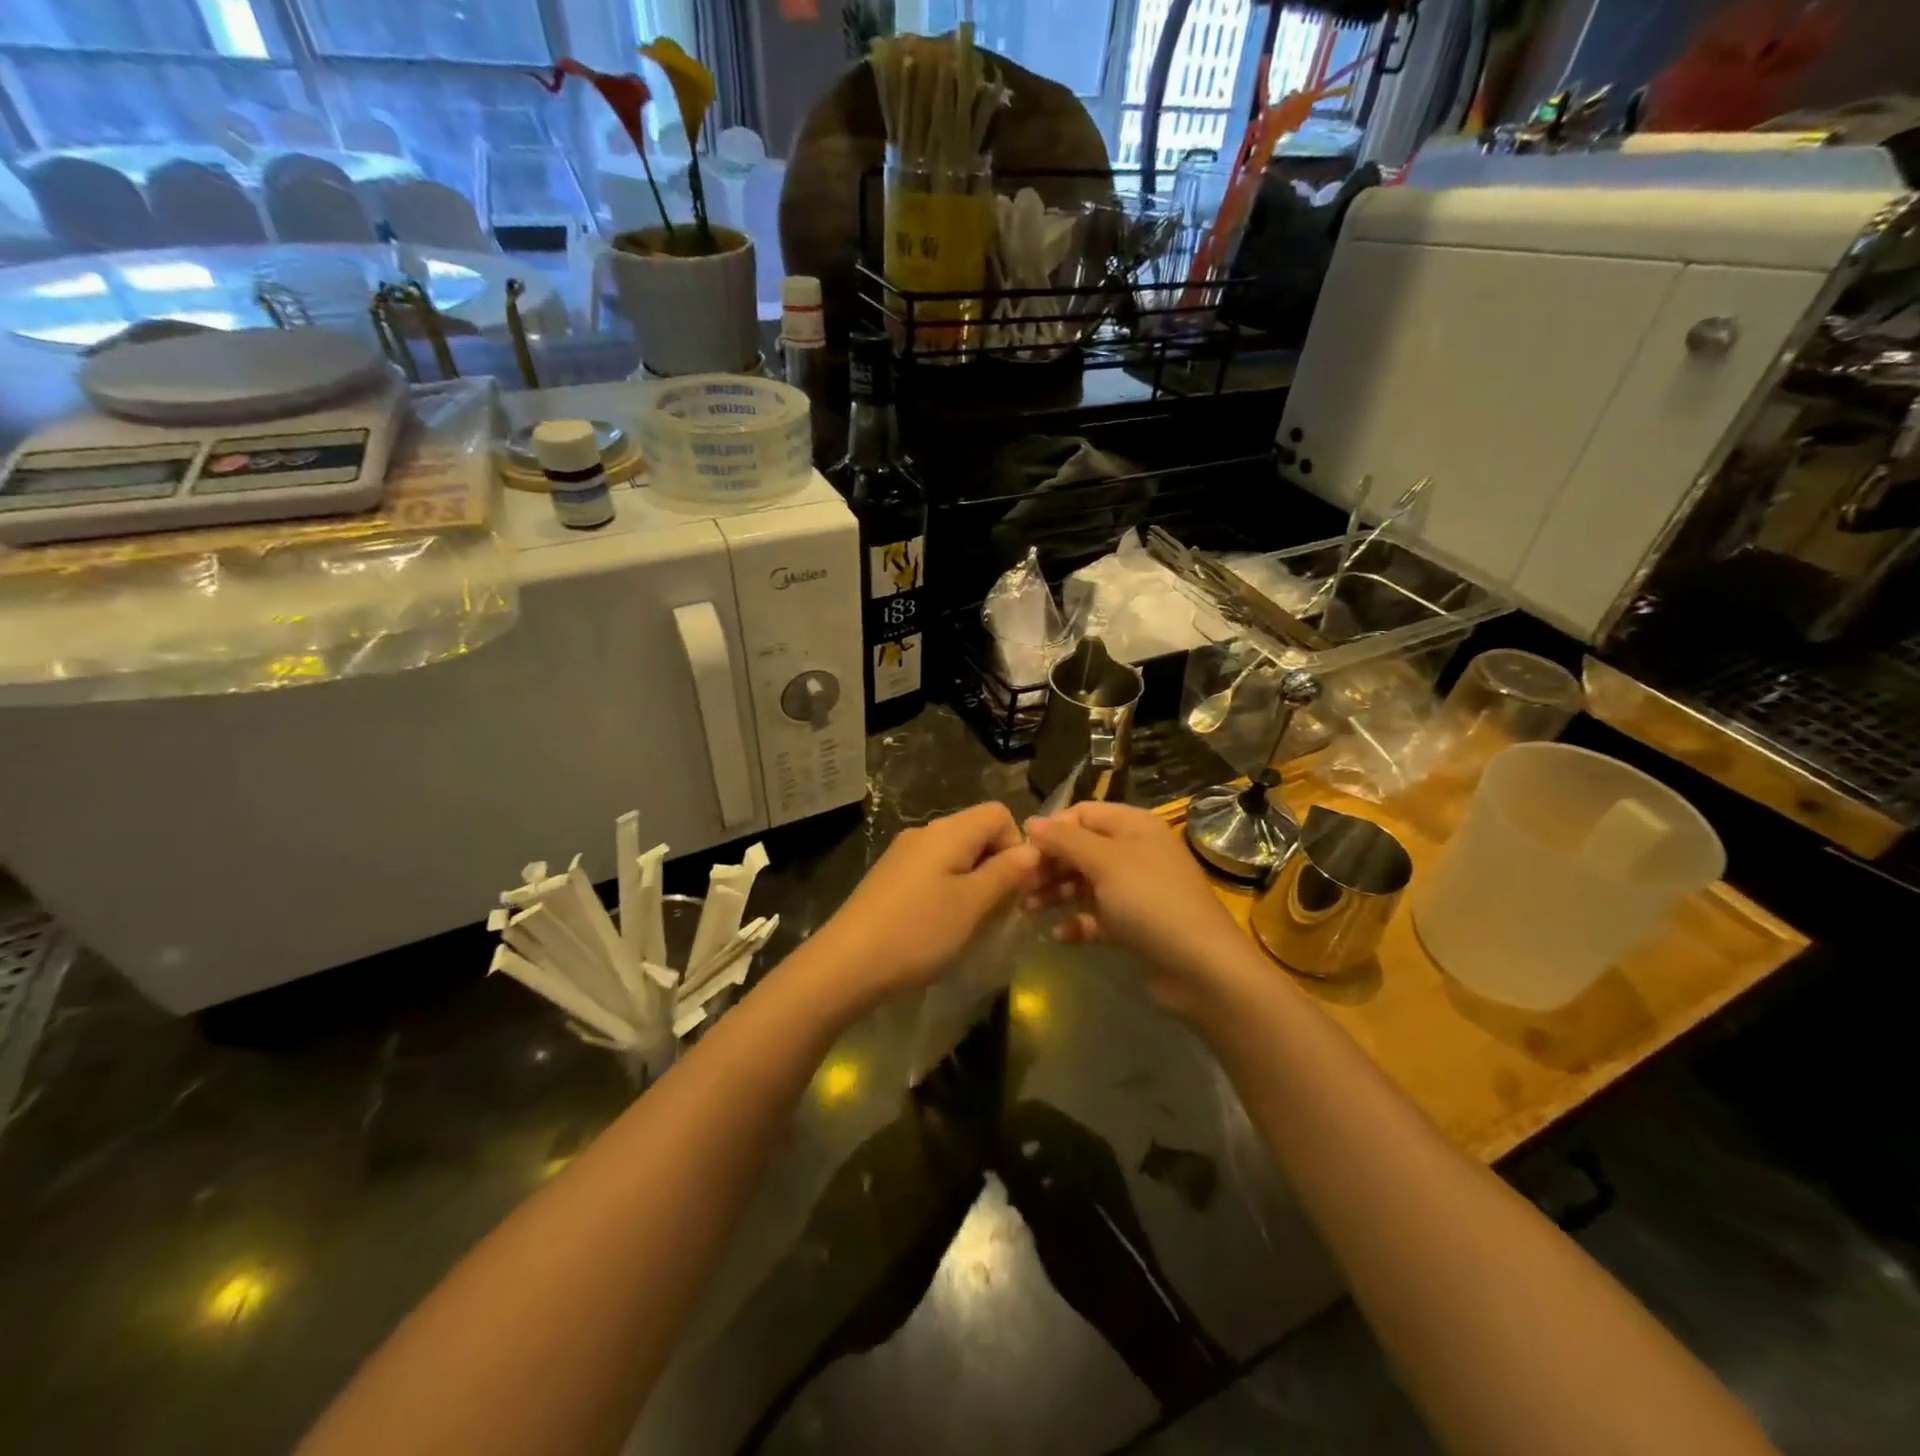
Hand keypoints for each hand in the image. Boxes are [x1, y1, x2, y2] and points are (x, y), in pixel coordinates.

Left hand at [810, 802, 1039, 1009]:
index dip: (1016, 845)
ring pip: (955, 855)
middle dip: (997, 866)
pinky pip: (932, 872)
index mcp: (948, 831)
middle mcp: (924, 833)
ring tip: (970, 922)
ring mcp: (903, 855)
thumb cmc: (918, 931)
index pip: (999, 813)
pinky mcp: (889, 878)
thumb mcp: (972, 904)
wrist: (846, 964)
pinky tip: (940, 925)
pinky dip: (948, 891)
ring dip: (973, 882)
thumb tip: (1031, 850)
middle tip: (998, 910)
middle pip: (976, 832)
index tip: (1015, 886)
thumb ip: (1005, 873)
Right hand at [1026, 801, 1251, 1010]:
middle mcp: (1134, 851)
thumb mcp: (1105, 862)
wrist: (1201, 967)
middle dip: (1049, 864)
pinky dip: (1077, 921)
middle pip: (1080, 848)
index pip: (1082, 813)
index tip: (1022, 852)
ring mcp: (1135, 889)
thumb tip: (1030, 823)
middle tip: (1020, 884)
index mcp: (1133, 826)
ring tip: (1029, 910)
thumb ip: (1064, 840)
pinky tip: (1060, 935)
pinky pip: (1096, 915)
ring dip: (1056, 893)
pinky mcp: (1133, 924)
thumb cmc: (1151, 901)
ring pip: (1084, 882)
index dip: (1052, 829)